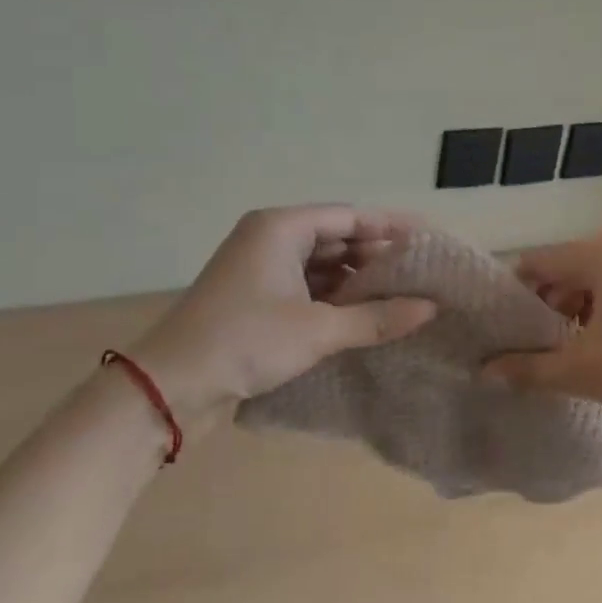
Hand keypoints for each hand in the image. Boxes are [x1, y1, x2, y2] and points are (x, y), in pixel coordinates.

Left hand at [130, 206, 436, 431]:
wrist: (171, 386)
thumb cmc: (245, 341)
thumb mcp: (317, 330)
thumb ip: (376, 318)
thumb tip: (430, 308)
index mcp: (281, 228)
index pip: (349, 216)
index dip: (390, 227)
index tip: (428, 239)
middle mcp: (270, 239)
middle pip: (336, 238)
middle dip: (376, 256)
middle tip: (421, 274)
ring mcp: (260, 269)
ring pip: (321, 265)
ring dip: (356, 281)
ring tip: (402, 297)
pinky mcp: (256, 298)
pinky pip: (306, 287)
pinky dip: (334, 299)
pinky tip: (363, 316)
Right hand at [483, 226, 601, 438]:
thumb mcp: (586, 372)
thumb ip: (529, 369)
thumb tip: (483, 373)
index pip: (539, 264)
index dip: (518, 298)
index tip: (511, 332)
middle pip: (571, 266)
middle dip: (553, 304)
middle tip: (548, 347)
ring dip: (584, 305)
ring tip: (585, 348)